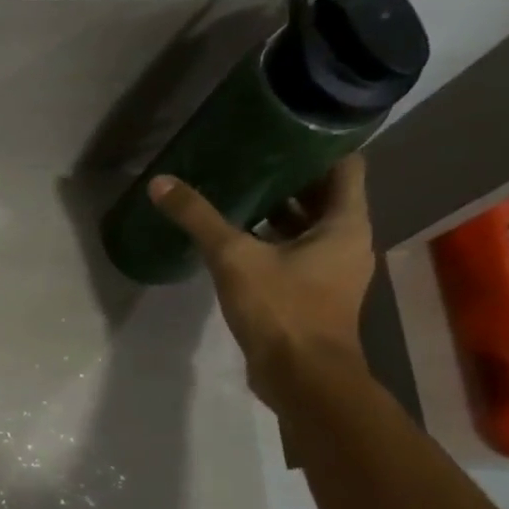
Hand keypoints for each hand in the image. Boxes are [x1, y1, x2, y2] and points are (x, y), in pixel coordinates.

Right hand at [148, 154, 374, 409]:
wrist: (302, 377)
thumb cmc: (282, 309)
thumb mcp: (234, 258)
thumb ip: (199, 219)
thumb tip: (161, 183)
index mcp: (346, 223)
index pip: (345, 166)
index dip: (318, 146)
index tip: (283, 131)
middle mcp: (347, 242)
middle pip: (324, 196)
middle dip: (289, 179)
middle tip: (248, 158)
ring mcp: (332, 270)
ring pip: (308, 228)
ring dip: (278, 212)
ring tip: (237, 193)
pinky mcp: (312, 294)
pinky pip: (295, 254)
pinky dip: (271, 242)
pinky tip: (235, 241)